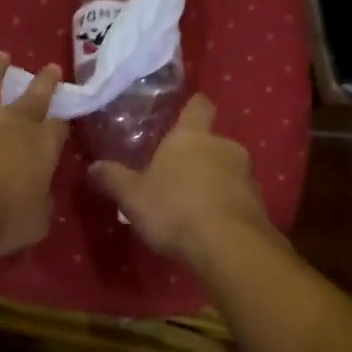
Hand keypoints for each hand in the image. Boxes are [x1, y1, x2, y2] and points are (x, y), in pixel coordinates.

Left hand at [0, 52, 68, 256]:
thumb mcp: (35, 222)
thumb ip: (40, 204)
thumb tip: (38, 196)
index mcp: (41, 147)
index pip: (57, 129)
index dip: (61, 125)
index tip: (63, 121)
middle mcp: (11, 123)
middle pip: (33, 97)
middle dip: (44, 82)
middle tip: (51, 66)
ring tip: (0, 55)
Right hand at [89, 95, 271, 261]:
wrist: (228, 246)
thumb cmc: (175, 209)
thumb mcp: (133, 197)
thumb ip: (113, 179)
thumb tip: (93, 167)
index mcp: (192, 136)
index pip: (198, 105)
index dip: (191, 108)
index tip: (182, 115)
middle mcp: (224, 146)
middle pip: (212, 140)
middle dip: (197, 154)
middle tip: (175, 173)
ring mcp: (247, 174)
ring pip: (227, 169)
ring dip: (213, 180)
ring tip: (191, 203)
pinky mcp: (259, 203)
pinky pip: (238, 196)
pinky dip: (225, 204)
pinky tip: (209, 224)